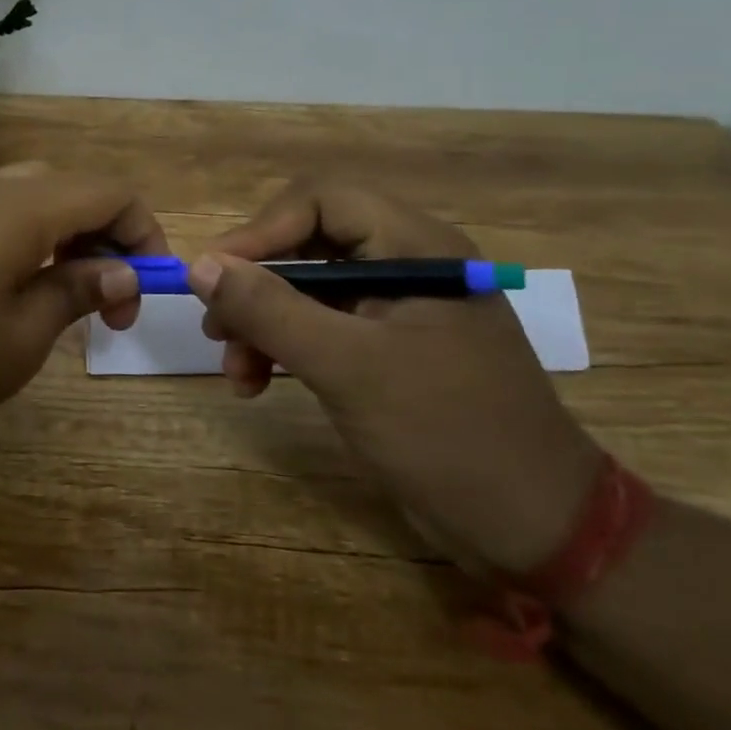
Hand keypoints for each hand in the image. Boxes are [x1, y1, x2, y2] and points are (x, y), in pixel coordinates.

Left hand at [0, 164, 166, 453]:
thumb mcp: (21, 337)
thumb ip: (76, 292)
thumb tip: (122, 271)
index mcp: (23, 207)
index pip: (112, 193)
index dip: (145, 234)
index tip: (145, 292)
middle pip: (74, 190)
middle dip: (107, 239)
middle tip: (109, 304)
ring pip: (35, 199)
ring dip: (68, 239)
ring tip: (66, 299)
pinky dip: (29, 240)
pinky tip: (15, 290)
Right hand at [192, 178, 602, 574]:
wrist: (531, 528)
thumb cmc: (446, 433)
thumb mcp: (348, 367)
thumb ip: (270, 310)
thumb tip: (200, 265)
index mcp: (415, 248)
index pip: (322, 202)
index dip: (260, 231)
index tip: (212, 275)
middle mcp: (406, 266)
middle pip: (308, 245)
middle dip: (256, 285)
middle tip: (216, 328)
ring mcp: (396, 310)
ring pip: (306, 290)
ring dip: (261, 323)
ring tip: (236, 371)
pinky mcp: (386, 350)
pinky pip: (320, 328)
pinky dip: (283, 349)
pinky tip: (257, 383)